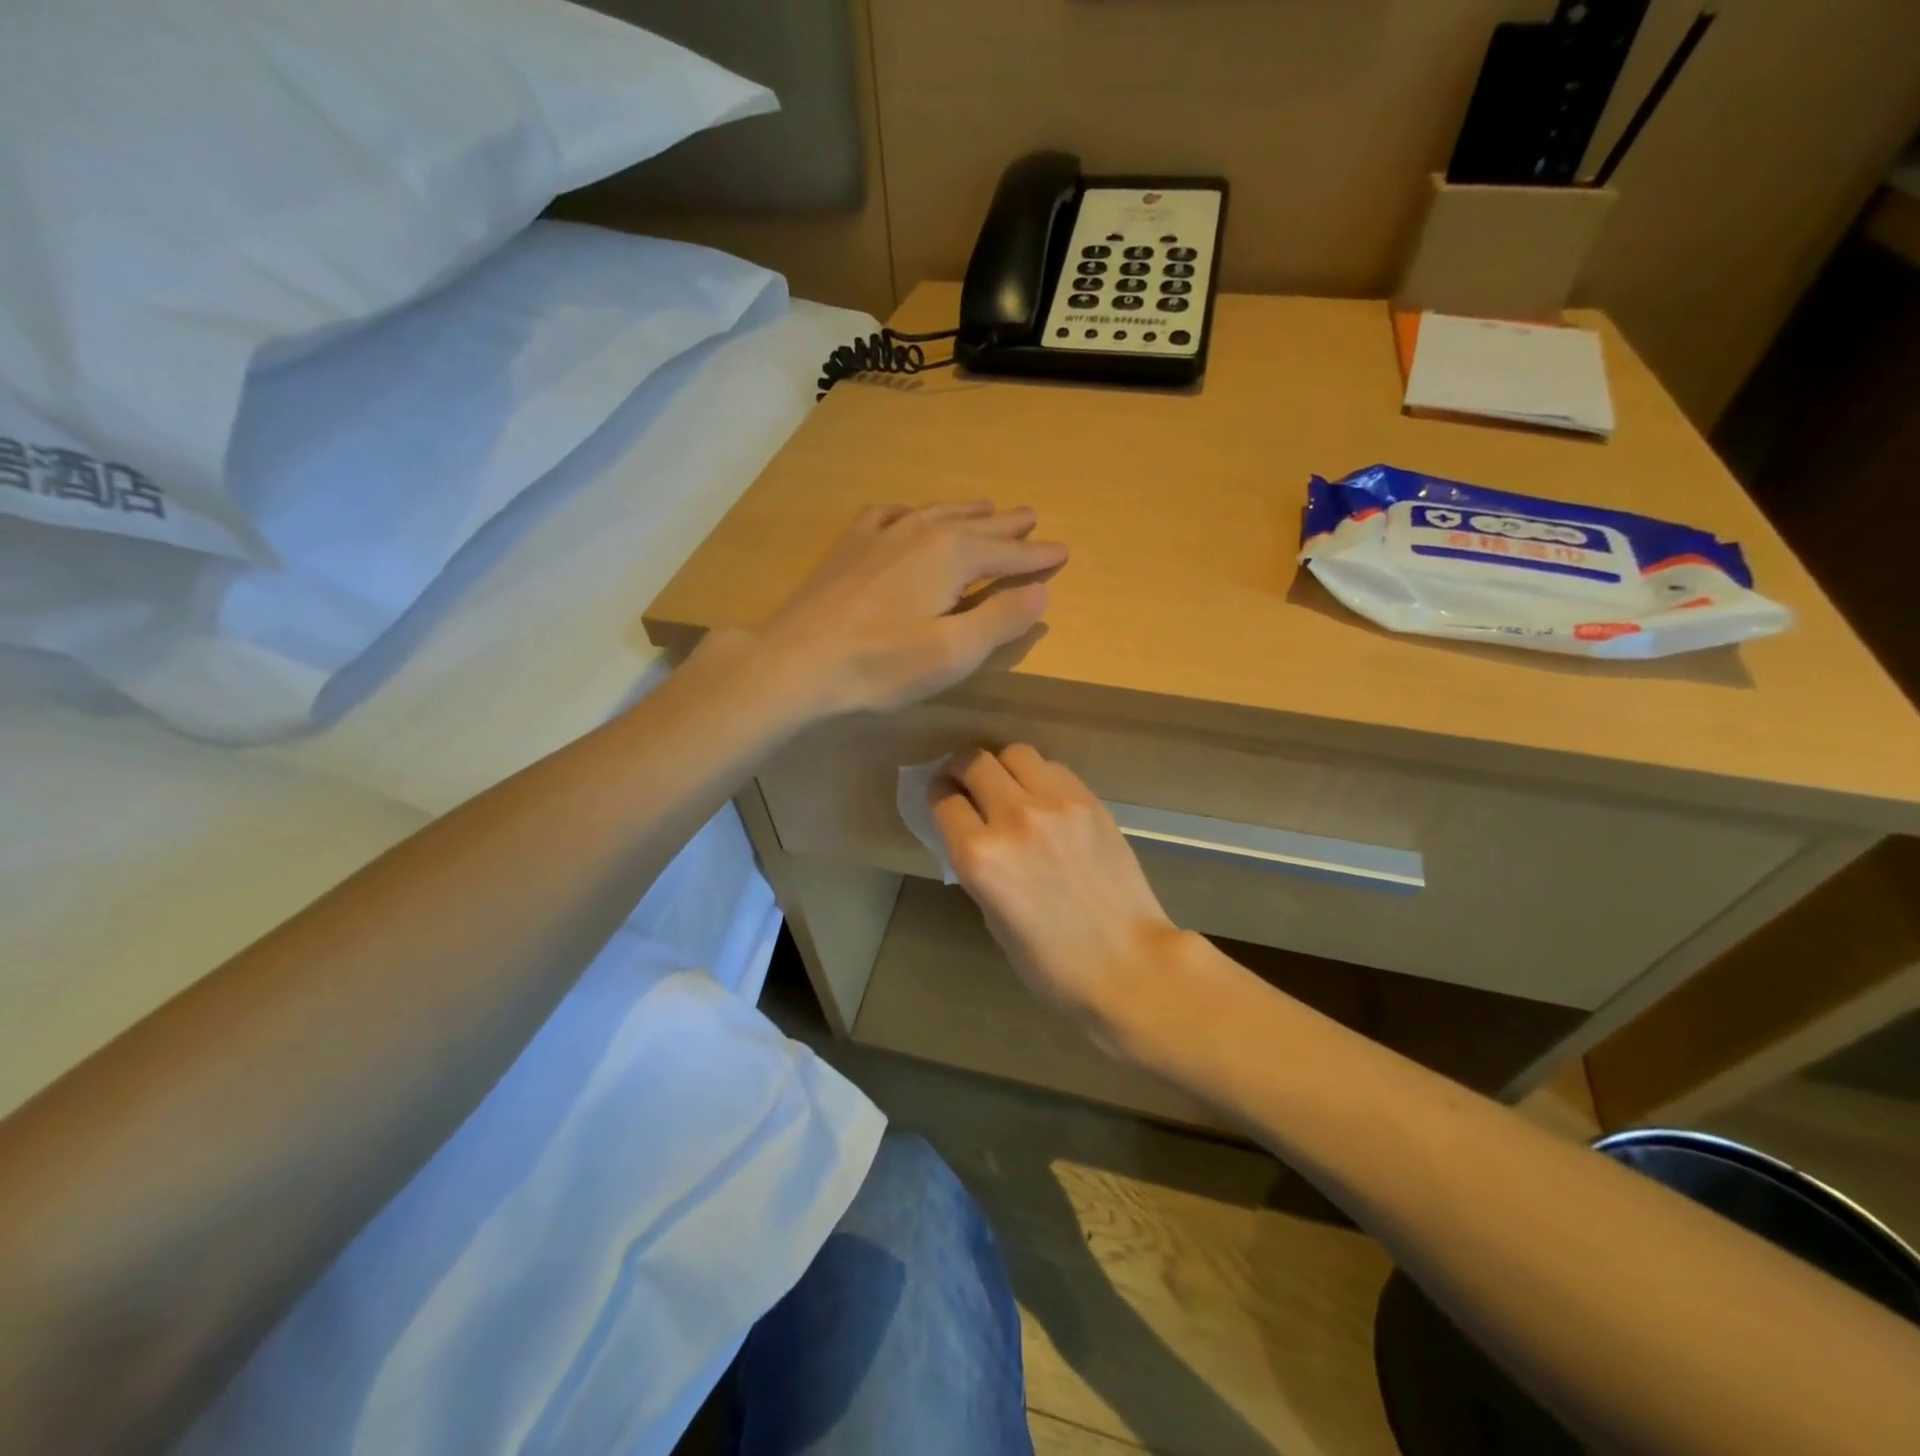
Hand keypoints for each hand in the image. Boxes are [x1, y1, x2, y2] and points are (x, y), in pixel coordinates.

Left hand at [753, 502, 1067, 716]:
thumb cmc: (880, 665)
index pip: (1007, 553)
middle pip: (976, 525)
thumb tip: (1041, 591)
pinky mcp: (850, 545)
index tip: (1063, 550)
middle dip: (1008, 525)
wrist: (795, 660)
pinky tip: (910, 514)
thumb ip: (1000, 619)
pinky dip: (913, 511)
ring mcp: (880, 534)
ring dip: (967, 512)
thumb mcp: (953, 652)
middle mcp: (920, 532)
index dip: (1037, 555)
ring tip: (988, 507)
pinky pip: (891, 514)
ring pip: (936, 513)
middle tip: (1032, 516)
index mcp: (952, 556)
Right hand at [929, 745, 1193, 1048]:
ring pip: (1015, 753)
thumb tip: (976, 834)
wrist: (1128, 964)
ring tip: (1008, 786)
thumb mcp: (992, 918)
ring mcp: (1056, 804)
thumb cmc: (1051, 963)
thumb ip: (979, 867)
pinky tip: (1044, 799)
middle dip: (961, 769)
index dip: (938, 796)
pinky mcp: (1090, 802)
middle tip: (966, 783)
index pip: (944, 800)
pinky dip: (1039, 777)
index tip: (943, 798)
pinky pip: (1053, 769)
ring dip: (1002, 766)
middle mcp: (1013, 818)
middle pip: (974, 762)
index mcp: (980, 857)